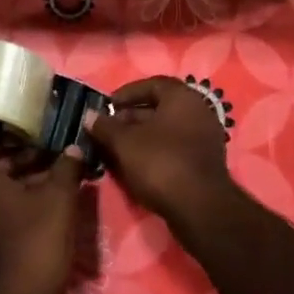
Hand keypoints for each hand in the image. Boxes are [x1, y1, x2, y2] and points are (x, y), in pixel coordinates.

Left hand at [0, 141, 84, 293]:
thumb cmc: (34, 239)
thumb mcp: (59, 199)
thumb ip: (66, 169)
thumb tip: (74, 149)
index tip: (11, 118)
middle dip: (16, 151)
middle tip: (46, 144)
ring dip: (21, 176)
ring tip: (54, 170)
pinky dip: (19, 199)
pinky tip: (48, 201)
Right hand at [85, 77, 237, 229]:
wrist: (199, 208)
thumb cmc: (161, 163)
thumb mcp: (125, 143)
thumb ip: (105, 126)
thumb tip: (89, 115)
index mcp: (182, 97)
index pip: (151, 84)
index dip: (126, 93)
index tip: (106, 106)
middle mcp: (198, 111)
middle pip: (158, 108)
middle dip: (129, 118)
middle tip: (106, 130)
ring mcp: (203, 138)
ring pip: (164, 131)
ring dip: (139, 137)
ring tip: (114, 149)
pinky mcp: (203, 162)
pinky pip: (173, 148)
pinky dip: (153, 152)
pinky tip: (133, 165)